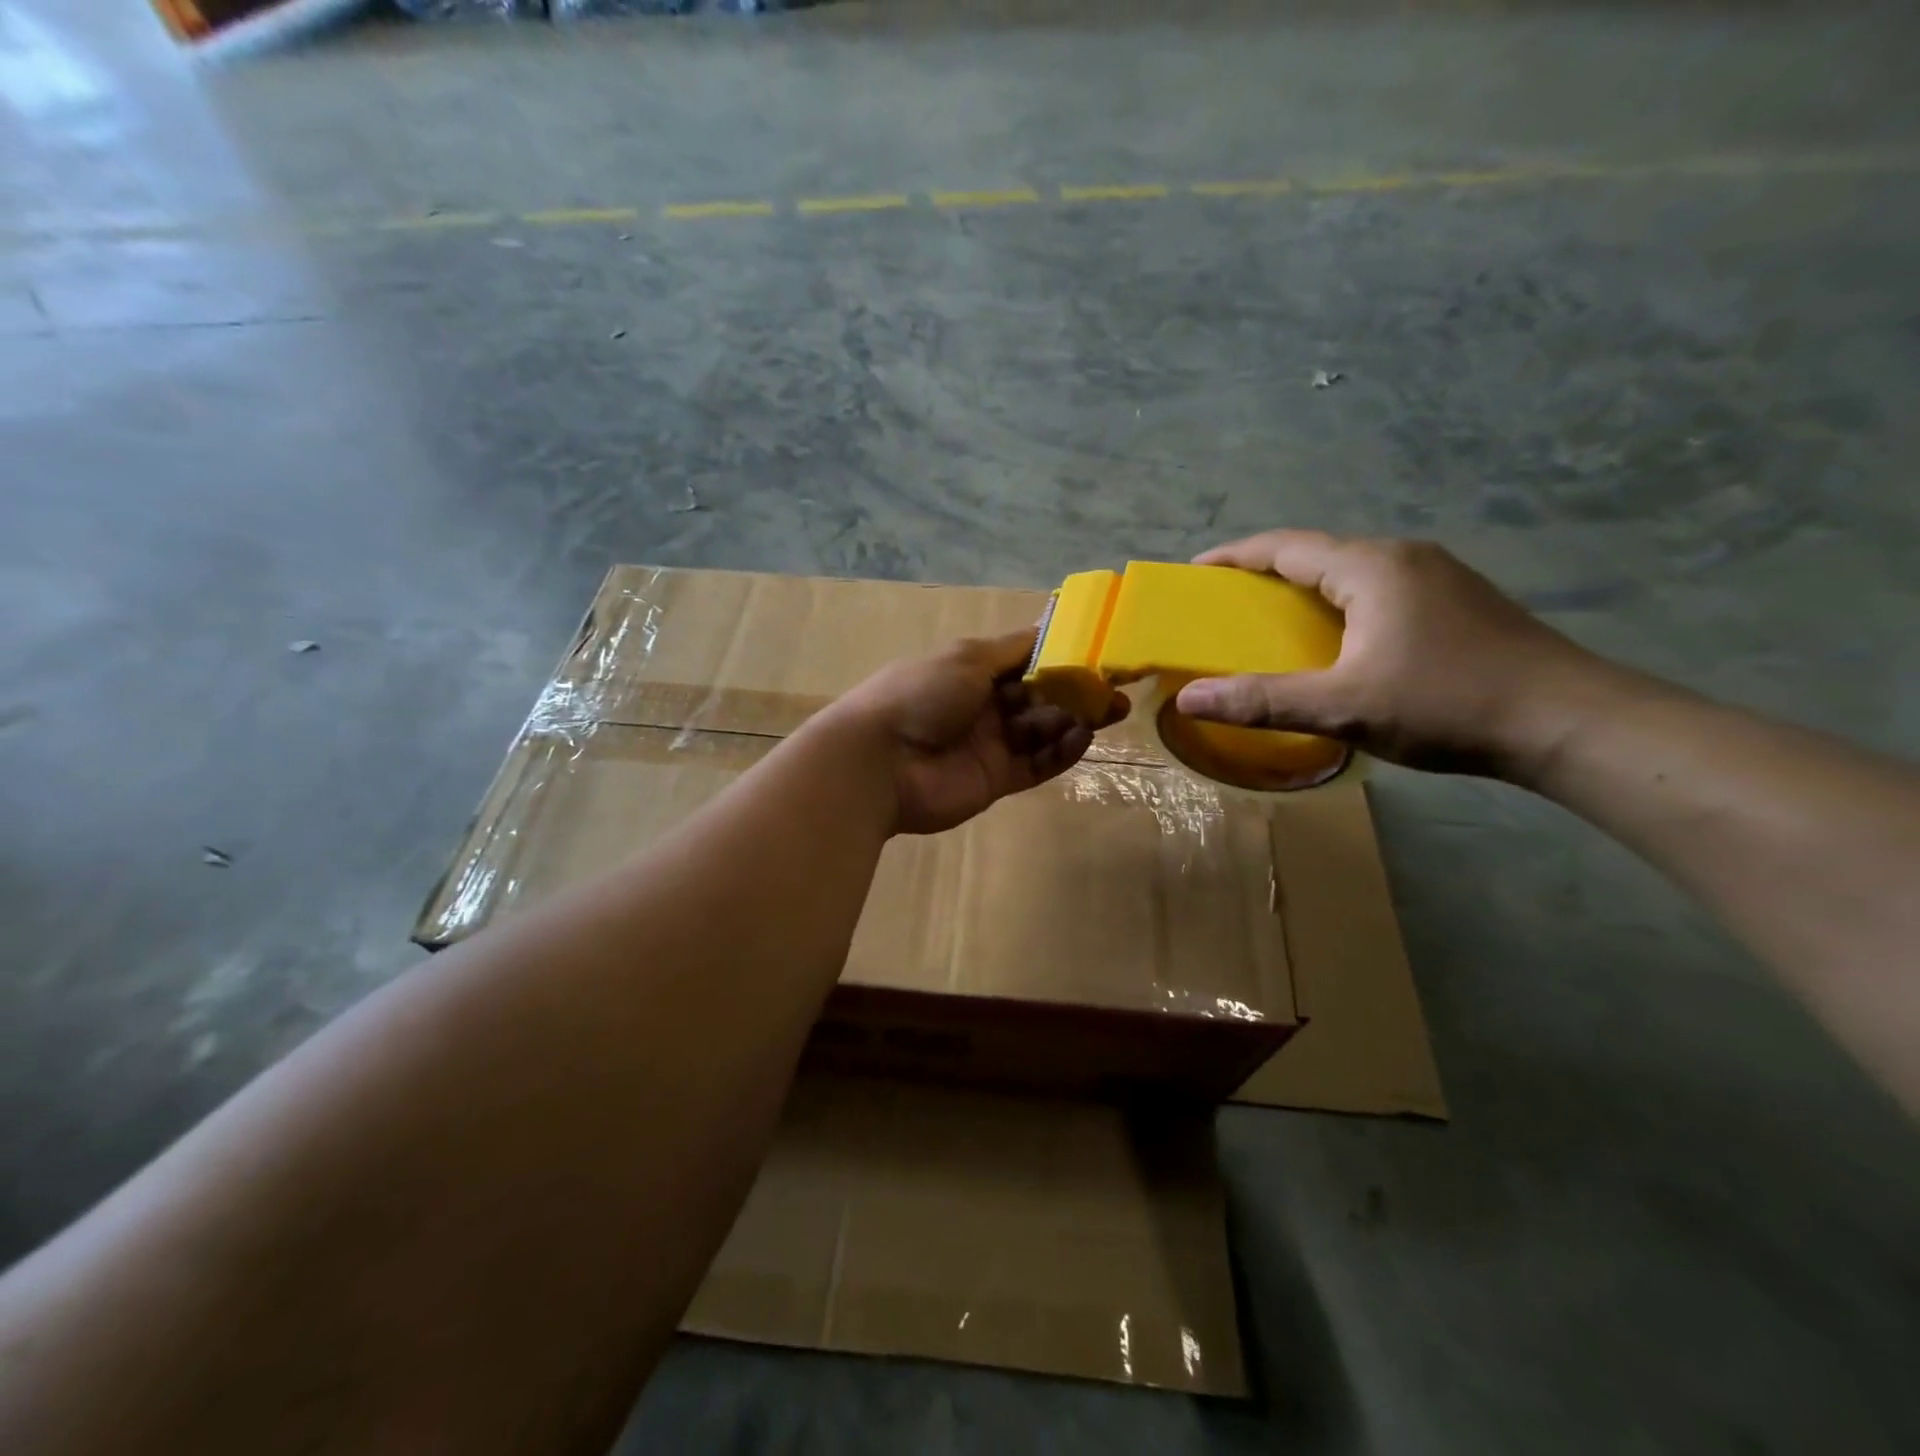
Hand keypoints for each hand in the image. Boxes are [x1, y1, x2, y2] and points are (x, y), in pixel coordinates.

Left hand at [830, 632, 1125, 834]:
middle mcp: (984, 706)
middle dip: (1076, 693)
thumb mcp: (967, 658)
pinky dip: (1061, 753)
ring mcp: (991, 745)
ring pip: (1042, 731)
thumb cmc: (921, 695)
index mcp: (972, 671)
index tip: (1098, 656)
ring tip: (1109, 714)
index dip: (1061, 659)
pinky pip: (1037, 765)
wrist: (880, 761)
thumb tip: (1050, 629)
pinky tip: (1083, 739)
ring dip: (1074, 722)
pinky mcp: (996, 780)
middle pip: (1040, 698)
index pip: (1026, 661)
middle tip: (1116, 692)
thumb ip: (1012, 650)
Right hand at [1175, 530, 1616, 777]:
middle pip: (1317, 553)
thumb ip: (1262, 701)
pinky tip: (1336, 638)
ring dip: (1305, 589)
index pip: (1285, 546)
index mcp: (1371, 567)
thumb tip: (1188, 699)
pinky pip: (1378, 589)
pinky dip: (1339, 604)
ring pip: (1350, 572)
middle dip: (1265, 573)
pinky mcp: (1457, 601)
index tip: (1195, 572)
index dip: (1234, 556)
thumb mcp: (1344, 706)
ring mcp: (1437, 577)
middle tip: (1226, 603)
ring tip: (1271, 620)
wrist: (1569, 722)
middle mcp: (1403, 557)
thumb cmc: (1447, 704)